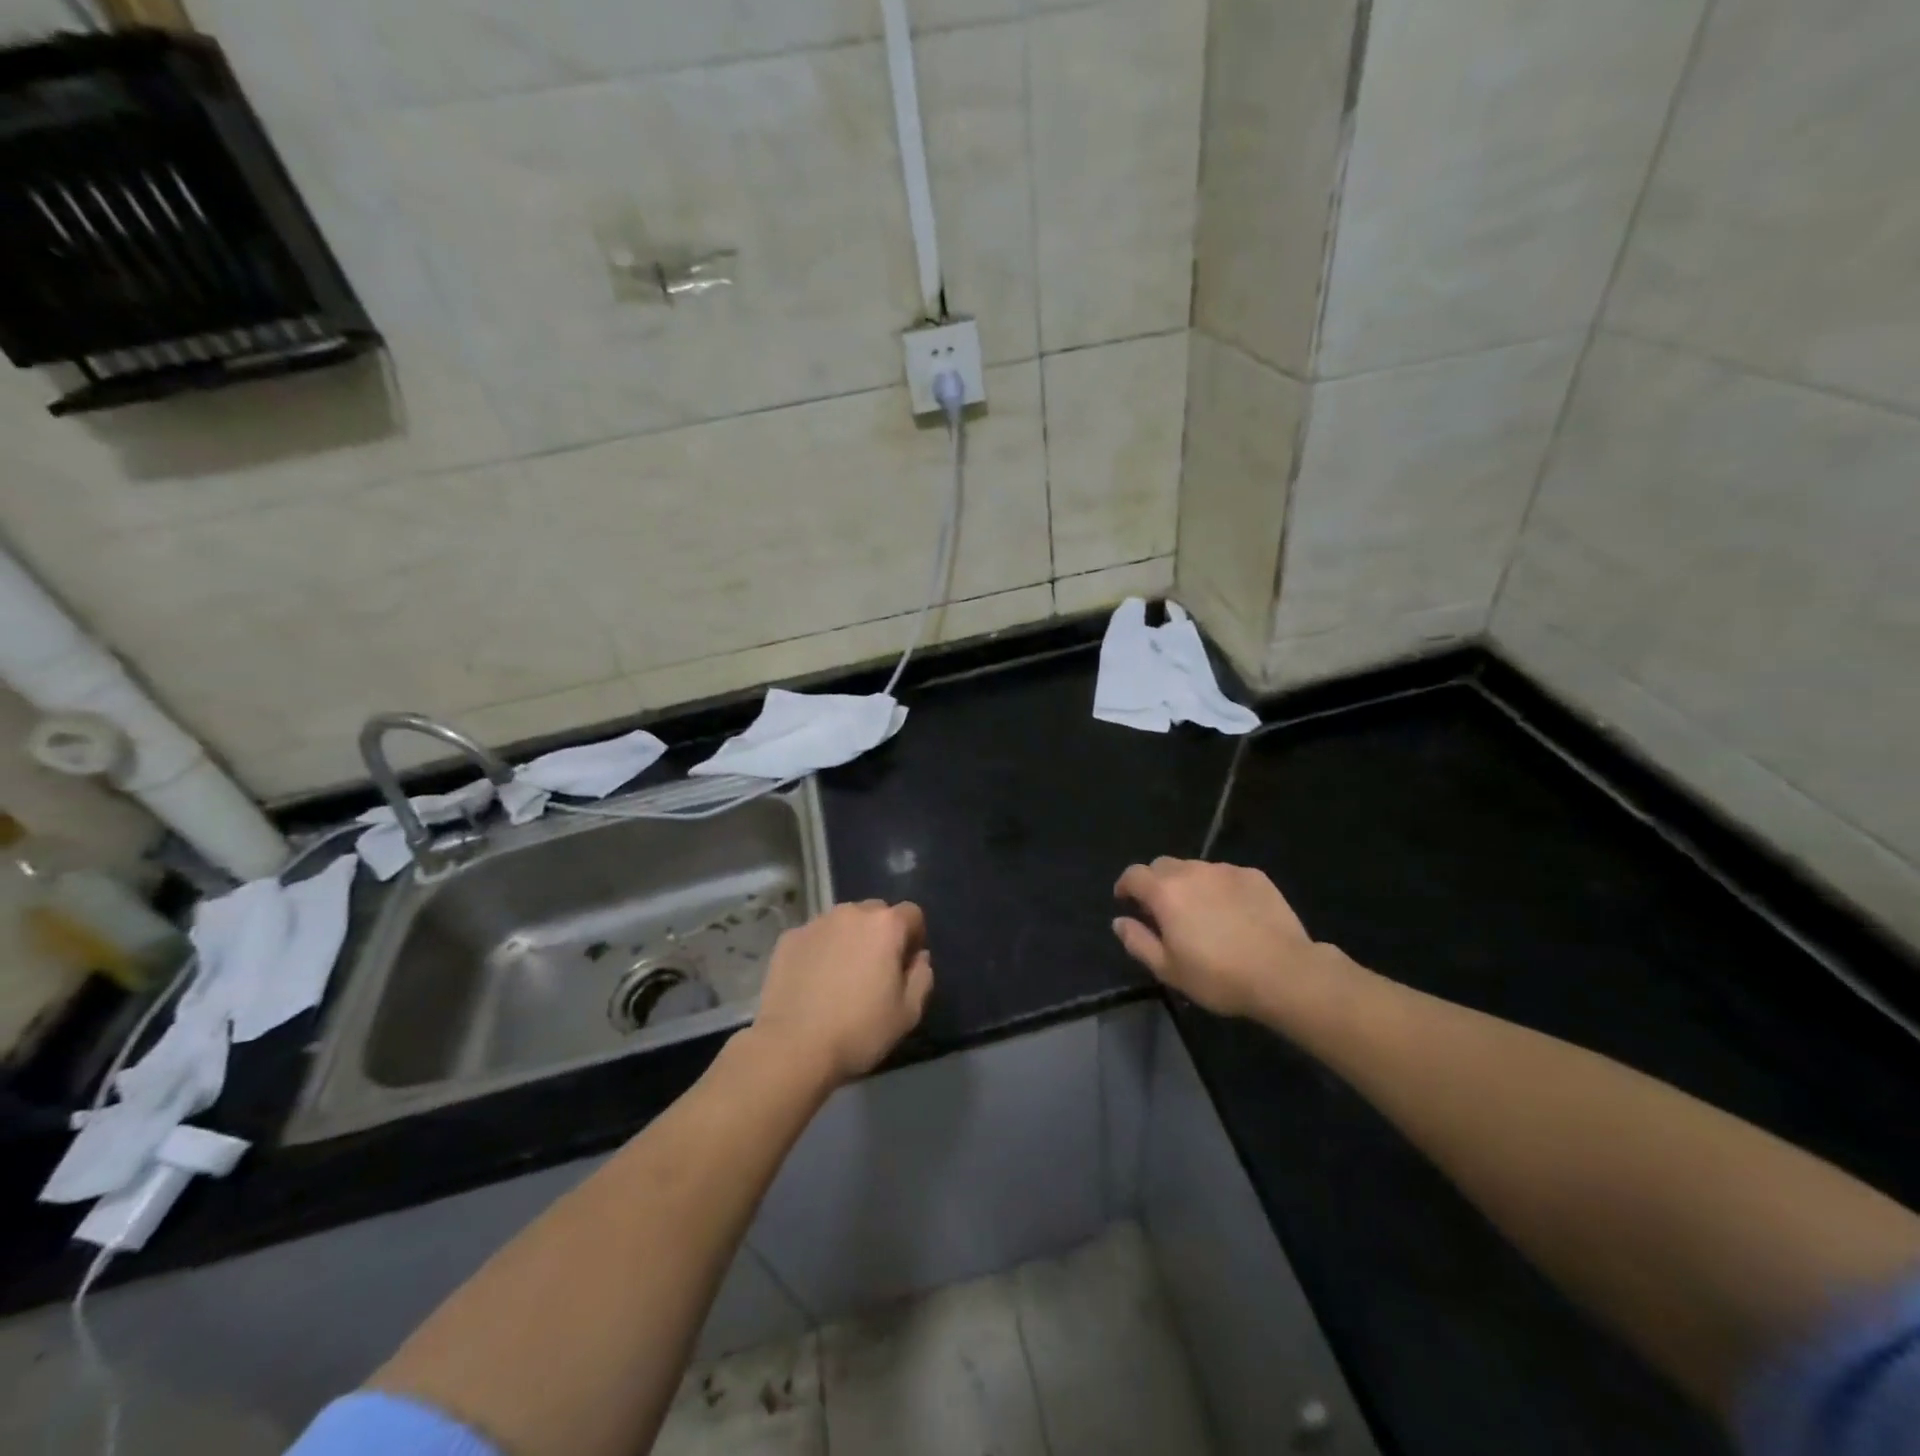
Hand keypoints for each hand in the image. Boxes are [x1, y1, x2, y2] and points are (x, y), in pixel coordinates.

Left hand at [752, 900, 934, 1084]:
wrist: (792, 1047)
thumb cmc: (859, 1031)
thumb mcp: (908, 1013)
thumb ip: (922, 977)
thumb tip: (919, 958)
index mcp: (885, 926)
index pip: (912, 914)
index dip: (914, 937)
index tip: (906, 964)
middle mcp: (851, 913)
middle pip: (876, 912)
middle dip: (881, 934)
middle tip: (874, 969)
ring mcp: (816, 923)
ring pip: (843, 922)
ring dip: (849, 939)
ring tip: (841, 974)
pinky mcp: (789, 938)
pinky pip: (815, 936)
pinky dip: (820, 949)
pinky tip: (813, 980)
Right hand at [1113, 858, 1343, 1020]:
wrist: (1284, 972)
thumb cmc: (1219, 976)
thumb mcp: (1168, 970)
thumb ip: (1138, 942)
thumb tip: (1119, 921)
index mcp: (1165, 892)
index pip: (1134, 874)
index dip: (1125, 885)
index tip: (1126, 901)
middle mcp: (1192, 871)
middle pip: (1163, 865)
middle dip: (1155, 882)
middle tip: (1162, 909)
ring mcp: (1225, 870)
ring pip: (1195, 868)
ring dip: (1188, 884)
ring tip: (1200, 911)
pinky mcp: (1254, 876)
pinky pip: (1225, 875)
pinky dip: (1219, 888)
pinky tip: (1232, 912)